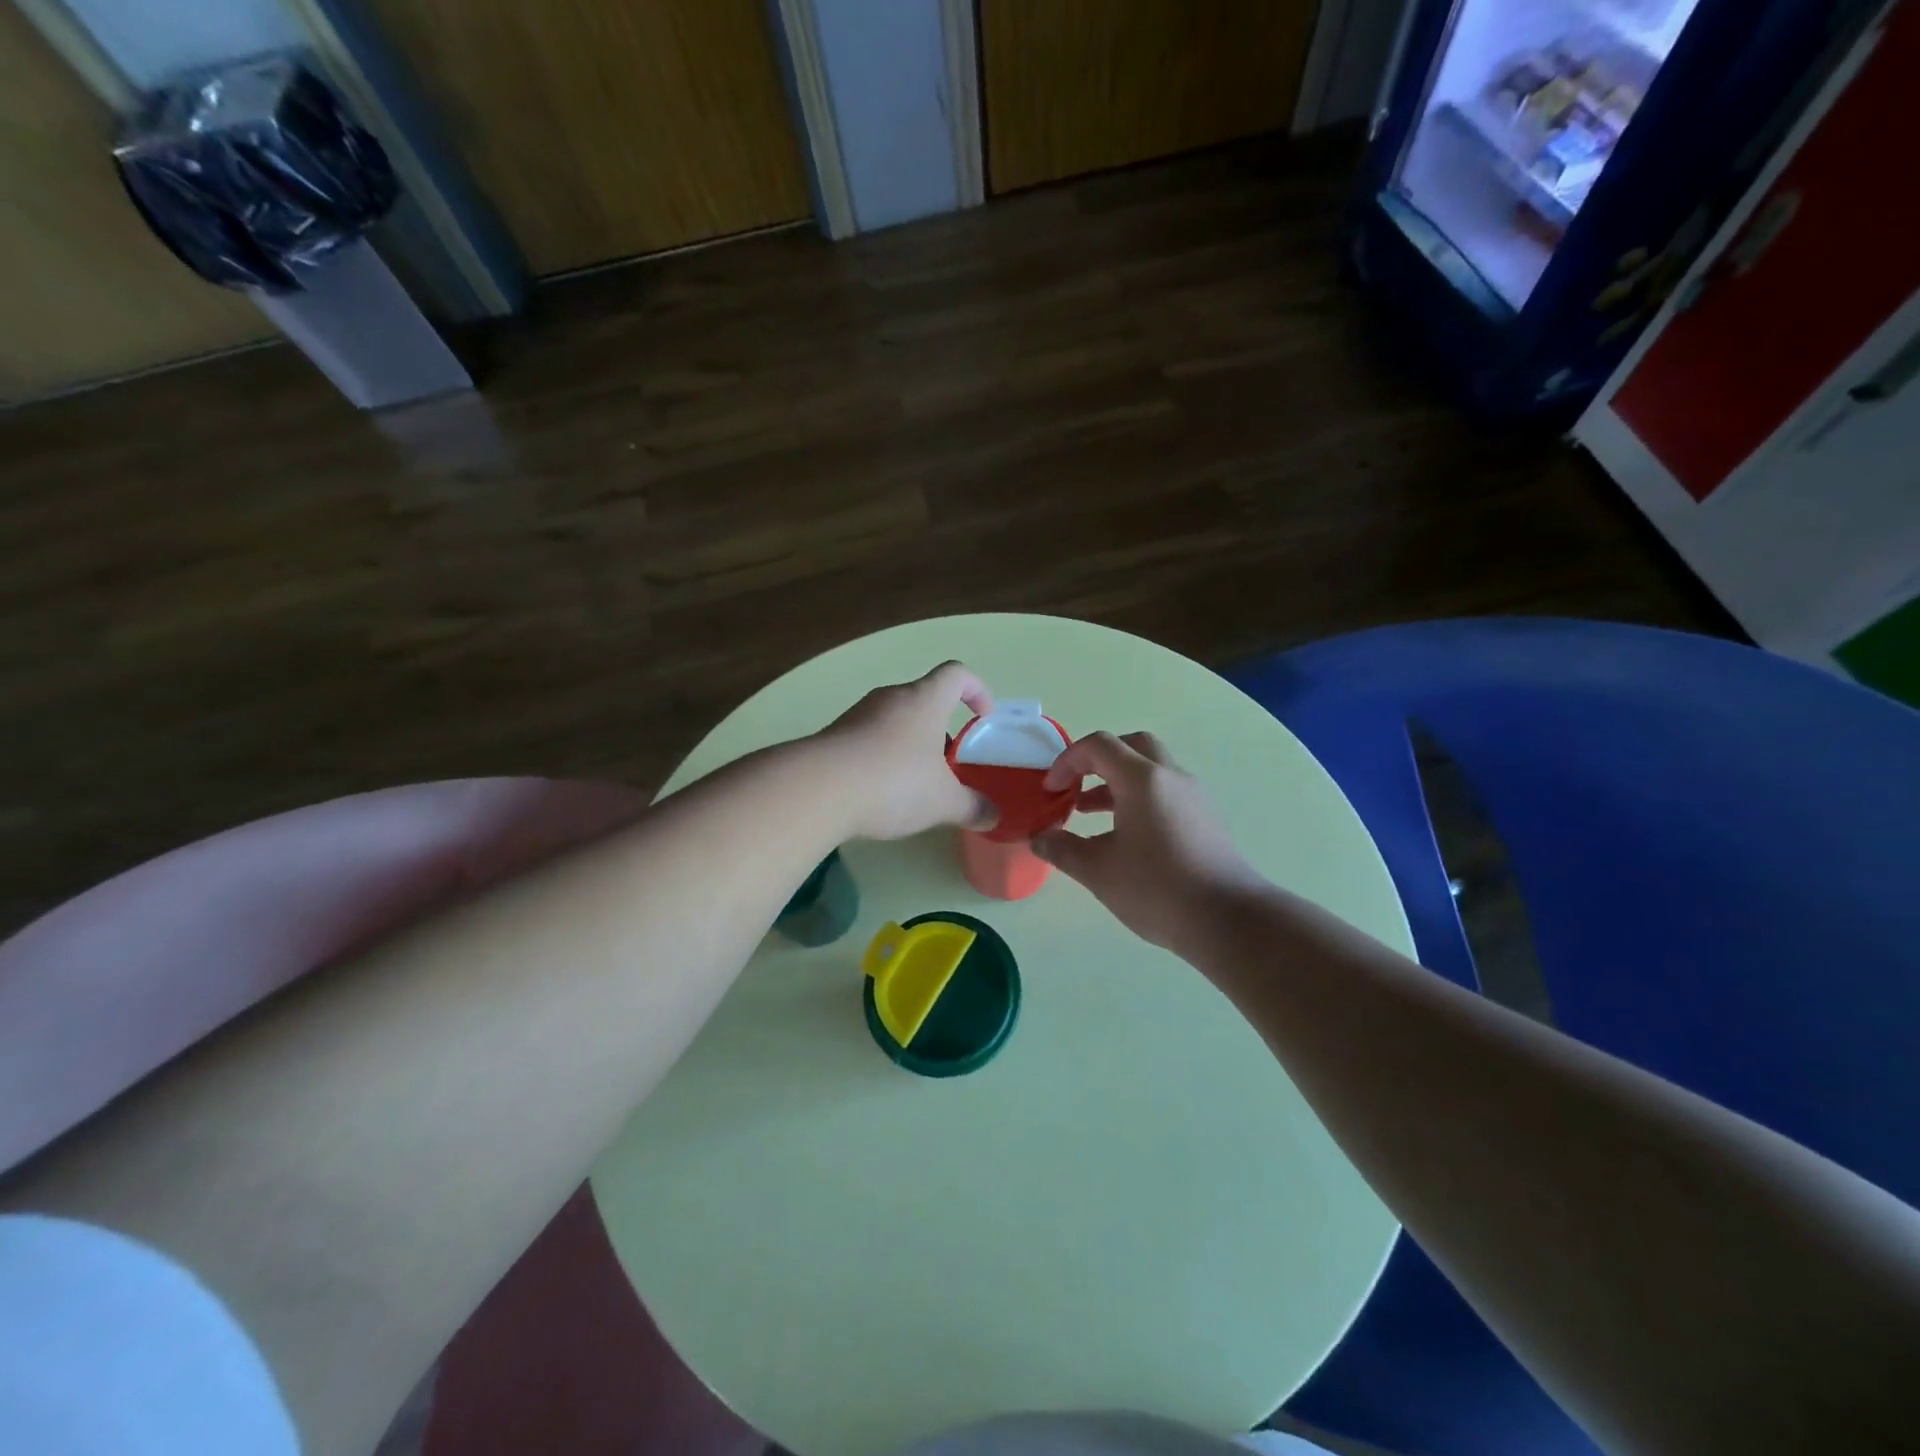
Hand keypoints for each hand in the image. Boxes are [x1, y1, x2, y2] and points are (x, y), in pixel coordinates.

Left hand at [817, 662, 997, 840]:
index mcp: (924, 700)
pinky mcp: (833, 736)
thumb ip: (971, 807)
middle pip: (923, 698)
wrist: (818, 790)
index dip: (976, 689)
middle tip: (948, 763)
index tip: (982, 717)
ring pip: (893, 720)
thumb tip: (993, 816)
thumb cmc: (894, 782)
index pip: (957, 674)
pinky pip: (867, 738)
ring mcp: (857, 715)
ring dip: (909, 744)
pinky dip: (880, 757)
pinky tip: (880, 792)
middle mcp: (890, 698)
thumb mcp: (943, 801)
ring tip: (914, 784)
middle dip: (940, 727)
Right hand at [1034, 731, 1264, 952]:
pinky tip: (1126, 835)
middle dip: (1097, 760)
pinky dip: (1139, 798)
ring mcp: (1194, 796)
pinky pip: (1166, 791)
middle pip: (1131, 746)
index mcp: (1142, 779)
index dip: (1067, 761)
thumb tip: (1040, 839)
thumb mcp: (1098, 871)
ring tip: (1089, 813)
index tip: (1051, 791)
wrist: (1227, 920)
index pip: (1098, 746)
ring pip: (1151, 770)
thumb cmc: (1156, 889)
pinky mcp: (1206, 818)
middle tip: (1076, 785)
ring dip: (1117, 781)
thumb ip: (1062, 849)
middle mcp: (1171, 776)